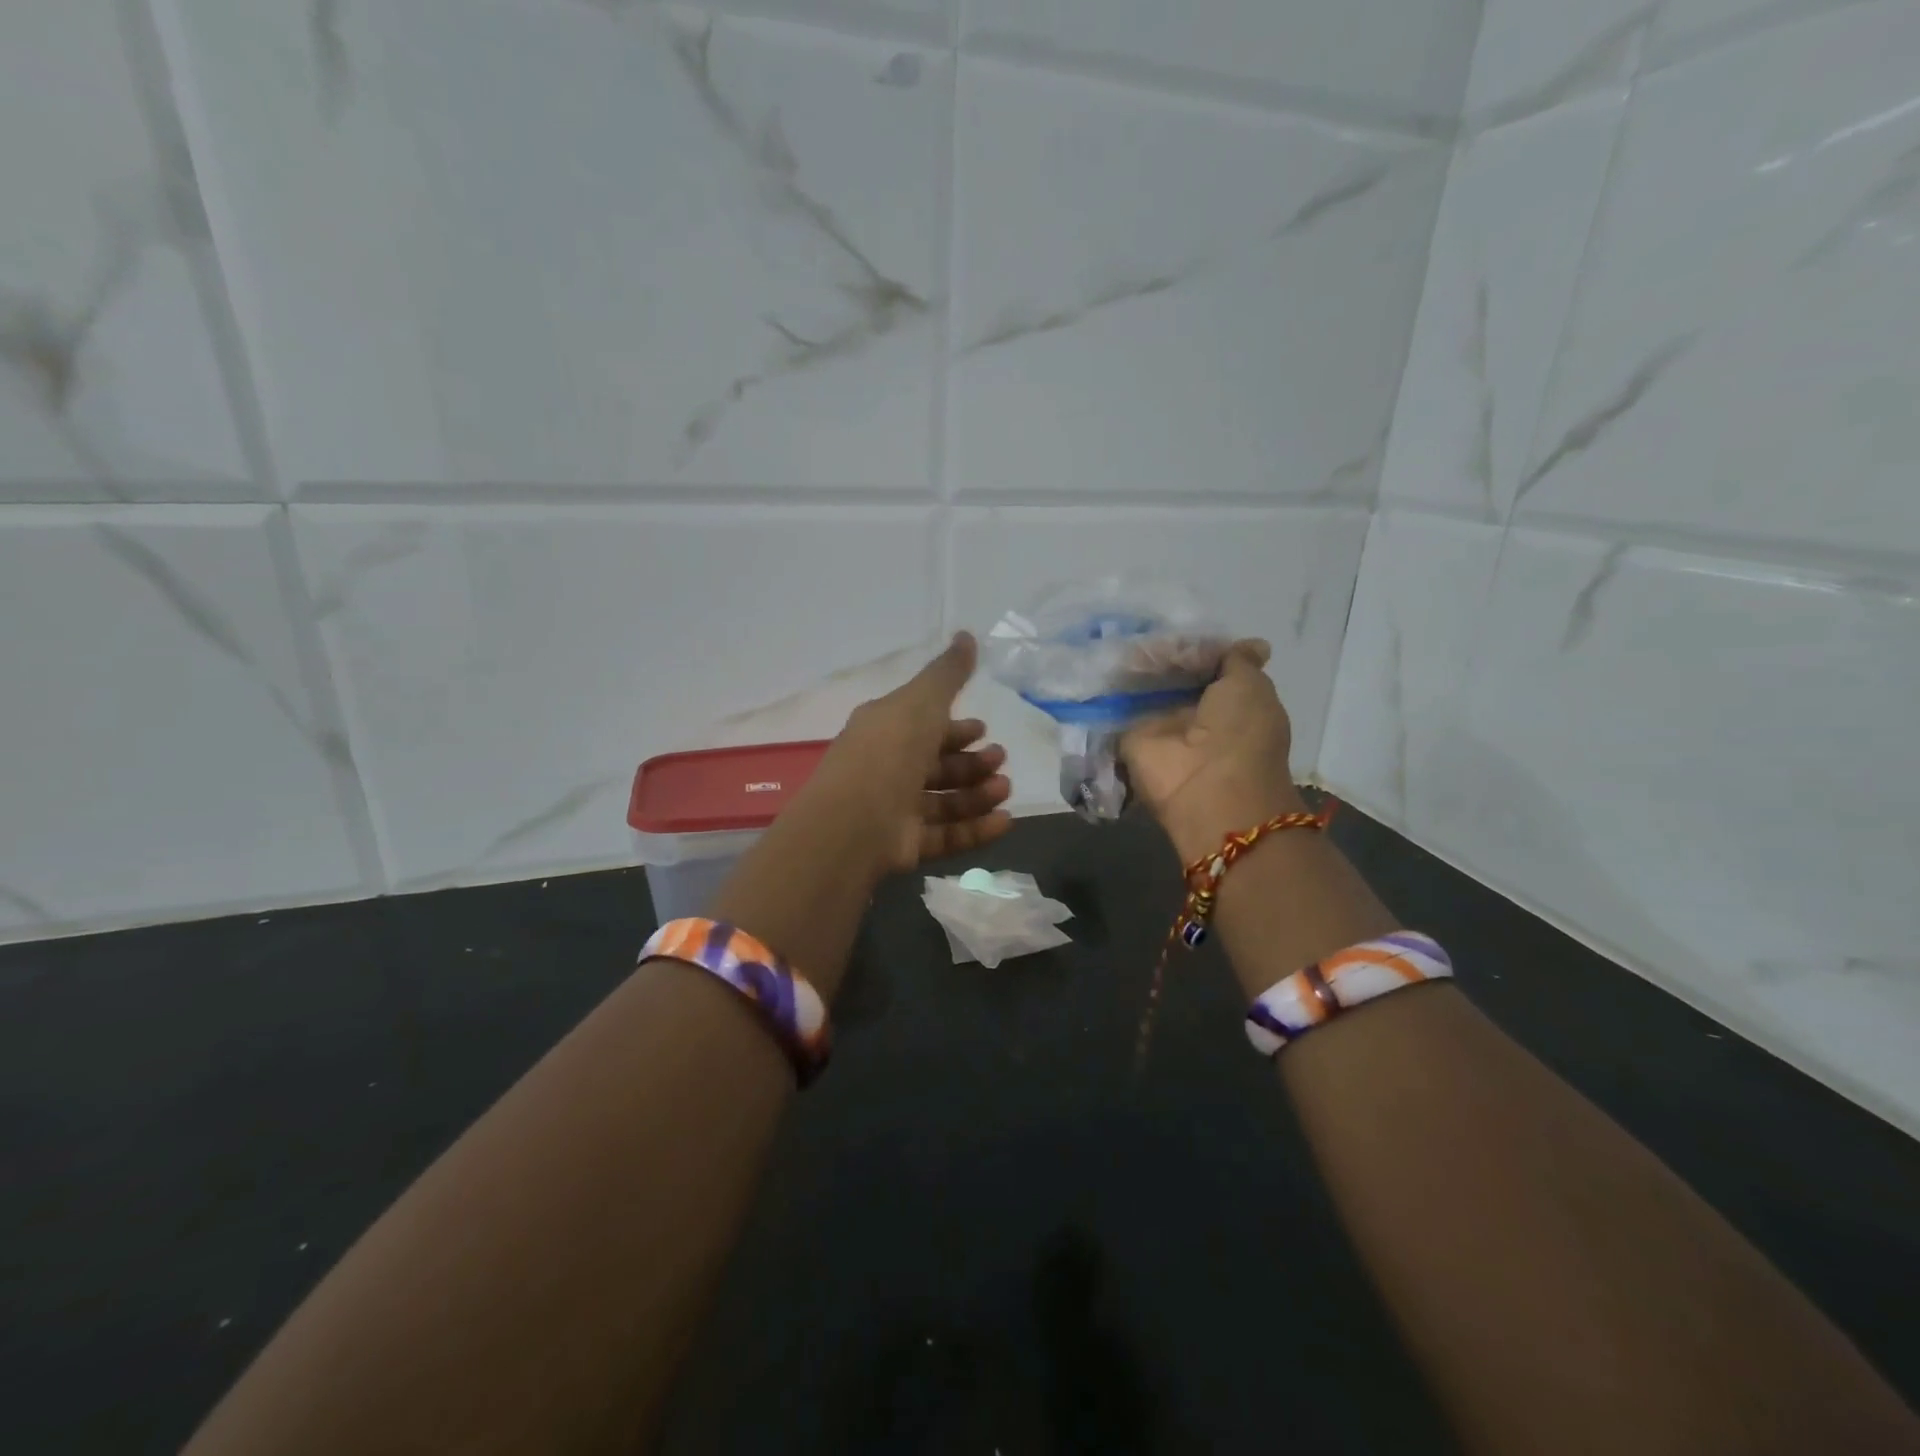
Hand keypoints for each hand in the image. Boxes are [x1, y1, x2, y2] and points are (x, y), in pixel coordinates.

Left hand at [801, 632, 1013, 874]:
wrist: (855, 820)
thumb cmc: (890, 750)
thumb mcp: (921, 701)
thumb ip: (948, 673)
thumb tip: (967, 634)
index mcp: (885, 730)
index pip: (923, 725)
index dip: (954, 727)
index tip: (984, 728)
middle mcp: (887, 768)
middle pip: (936, 765)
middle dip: (972, 762)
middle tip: (1000, 760)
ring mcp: (894, 810)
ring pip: (944, 801)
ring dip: (978, 794)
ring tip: (1005, 789)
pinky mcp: (904, 845)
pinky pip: (946, 835)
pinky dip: (976, 828)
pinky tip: (1005, 821)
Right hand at [1120, 638, 1303, 862]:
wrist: (1208, 788)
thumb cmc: (1241, 734)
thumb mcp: (1251, 687)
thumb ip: (1238, 663)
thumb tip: (1254, 643)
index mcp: (1228, 702)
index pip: (1204, 667)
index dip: (1191, 647)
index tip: (1175, 626)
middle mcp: (1193, 714)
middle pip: (1170, 676)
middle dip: (1157, 654)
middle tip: (1137, 624)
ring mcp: (1159, 727)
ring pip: (1142, 690)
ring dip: (1131, 668)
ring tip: (1112, 634)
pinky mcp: (1129, 739)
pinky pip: (1115, 710)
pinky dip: (1105, 691)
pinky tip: (1094, 661)